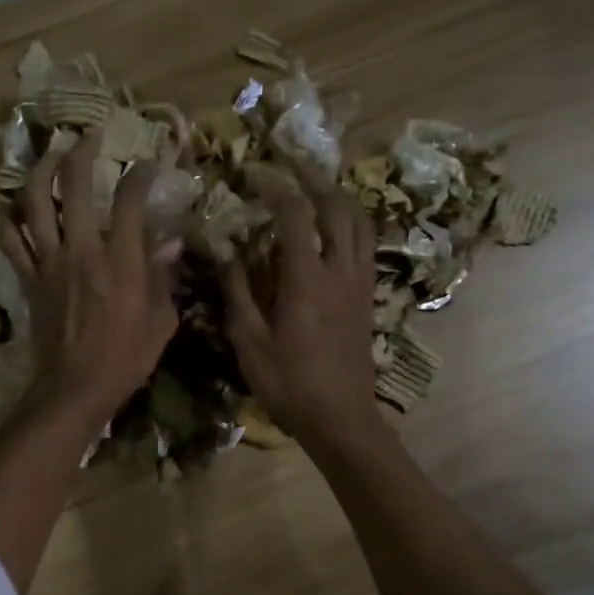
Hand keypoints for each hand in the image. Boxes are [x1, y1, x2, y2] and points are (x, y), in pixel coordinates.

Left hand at [0, 131, 180, 426]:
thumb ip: (164, 276)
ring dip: (39, 170)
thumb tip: (170, 242)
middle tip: (91, 137)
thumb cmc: (126, 358)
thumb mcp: (161, 321)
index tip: (149, 163)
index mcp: (120, 262)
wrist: (76, 388)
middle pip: (73, 185)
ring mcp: (48, 262)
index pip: (130, 201)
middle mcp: (81, 251)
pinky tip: (13, 205)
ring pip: (32, 202)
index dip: (141, 174)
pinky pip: (10, 239)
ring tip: (51, 155)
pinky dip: (8, 218)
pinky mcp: (29, 278)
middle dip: (82, 151)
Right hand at [217, 174, 383, 452]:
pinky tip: (333, 235)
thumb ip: (237, 292)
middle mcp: (340, 271)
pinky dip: (351, 227)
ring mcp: (360, 283)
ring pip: (360, 224)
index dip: (276, 187)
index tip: (254, 175)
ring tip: (314, 197)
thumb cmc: (289, 384)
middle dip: (313, 184)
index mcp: (307, 279)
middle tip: (288, 177)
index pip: (296, 214)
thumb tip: (225, 251)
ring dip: (338, 202)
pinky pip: (366, 247)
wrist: (341, 419)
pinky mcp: (368, 298)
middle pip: (338, 208)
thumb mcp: (250, 342)